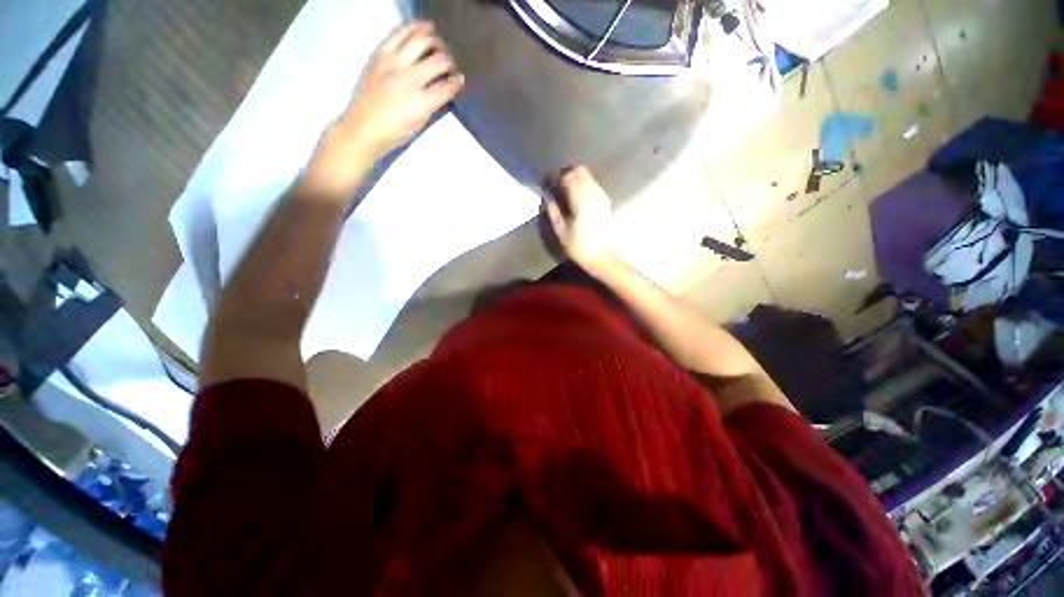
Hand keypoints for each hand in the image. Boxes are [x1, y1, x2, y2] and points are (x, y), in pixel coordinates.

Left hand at [341, 21, 463, 156]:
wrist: (363, 127)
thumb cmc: (395, 132)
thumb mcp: (420, 123)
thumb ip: (433, 105)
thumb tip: (443, 91)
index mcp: (421, 102)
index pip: (447, 86)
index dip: (457, 82)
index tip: (460, 80)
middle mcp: (409, 78)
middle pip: (438, 60)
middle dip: (449, 60)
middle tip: (451, 63)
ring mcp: (393, 63)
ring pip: (419, 40)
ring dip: (434, 40)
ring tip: (439, 42)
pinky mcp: (380, 55)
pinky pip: (398, 34)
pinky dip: (412, 28)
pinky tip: (422, 28)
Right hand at [545, 166, 614, 272]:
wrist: (601, 257)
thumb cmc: (578, 247)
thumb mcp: (561, 233)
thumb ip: (554, 214)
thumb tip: (549, 200)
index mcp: (580, 204)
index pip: (570, 179)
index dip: (560, 177)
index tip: (552, 180)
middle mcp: (593, 197)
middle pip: (581, 173)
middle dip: (570, 174)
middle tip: (560, 182)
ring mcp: (602, 199)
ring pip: (590, 178)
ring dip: (579, 178)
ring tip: (569, 187)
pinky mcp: (606, 204)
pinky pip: (596, 186)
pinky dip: (587, 185)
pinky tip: (581, 194)